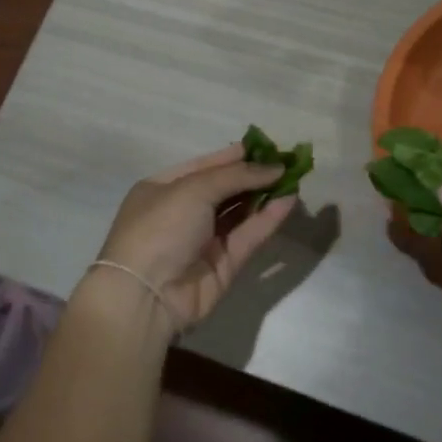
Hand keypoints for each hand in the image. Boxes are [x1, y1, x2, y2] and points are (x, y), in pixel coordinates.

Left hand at [94, 143, 296, 329]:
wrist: (147, 294)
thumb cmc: (161, 226)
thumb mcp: (194, 189)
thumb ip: (236, 176)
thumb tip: (275, 167)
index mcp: (163, 188)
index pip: (205, 166)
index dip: (235, 156)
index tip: (267, 147)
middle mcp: (182, 212)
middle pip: (224, 189)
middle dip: (254, 175)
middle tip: (288, 162)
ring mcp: (202, 240)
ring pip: (239, 213)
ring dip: (265, 195)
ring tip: (295, 178)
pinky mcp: (223, 265)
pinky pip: (248, 236)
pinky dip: (267, 219)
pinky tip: (289, 201)